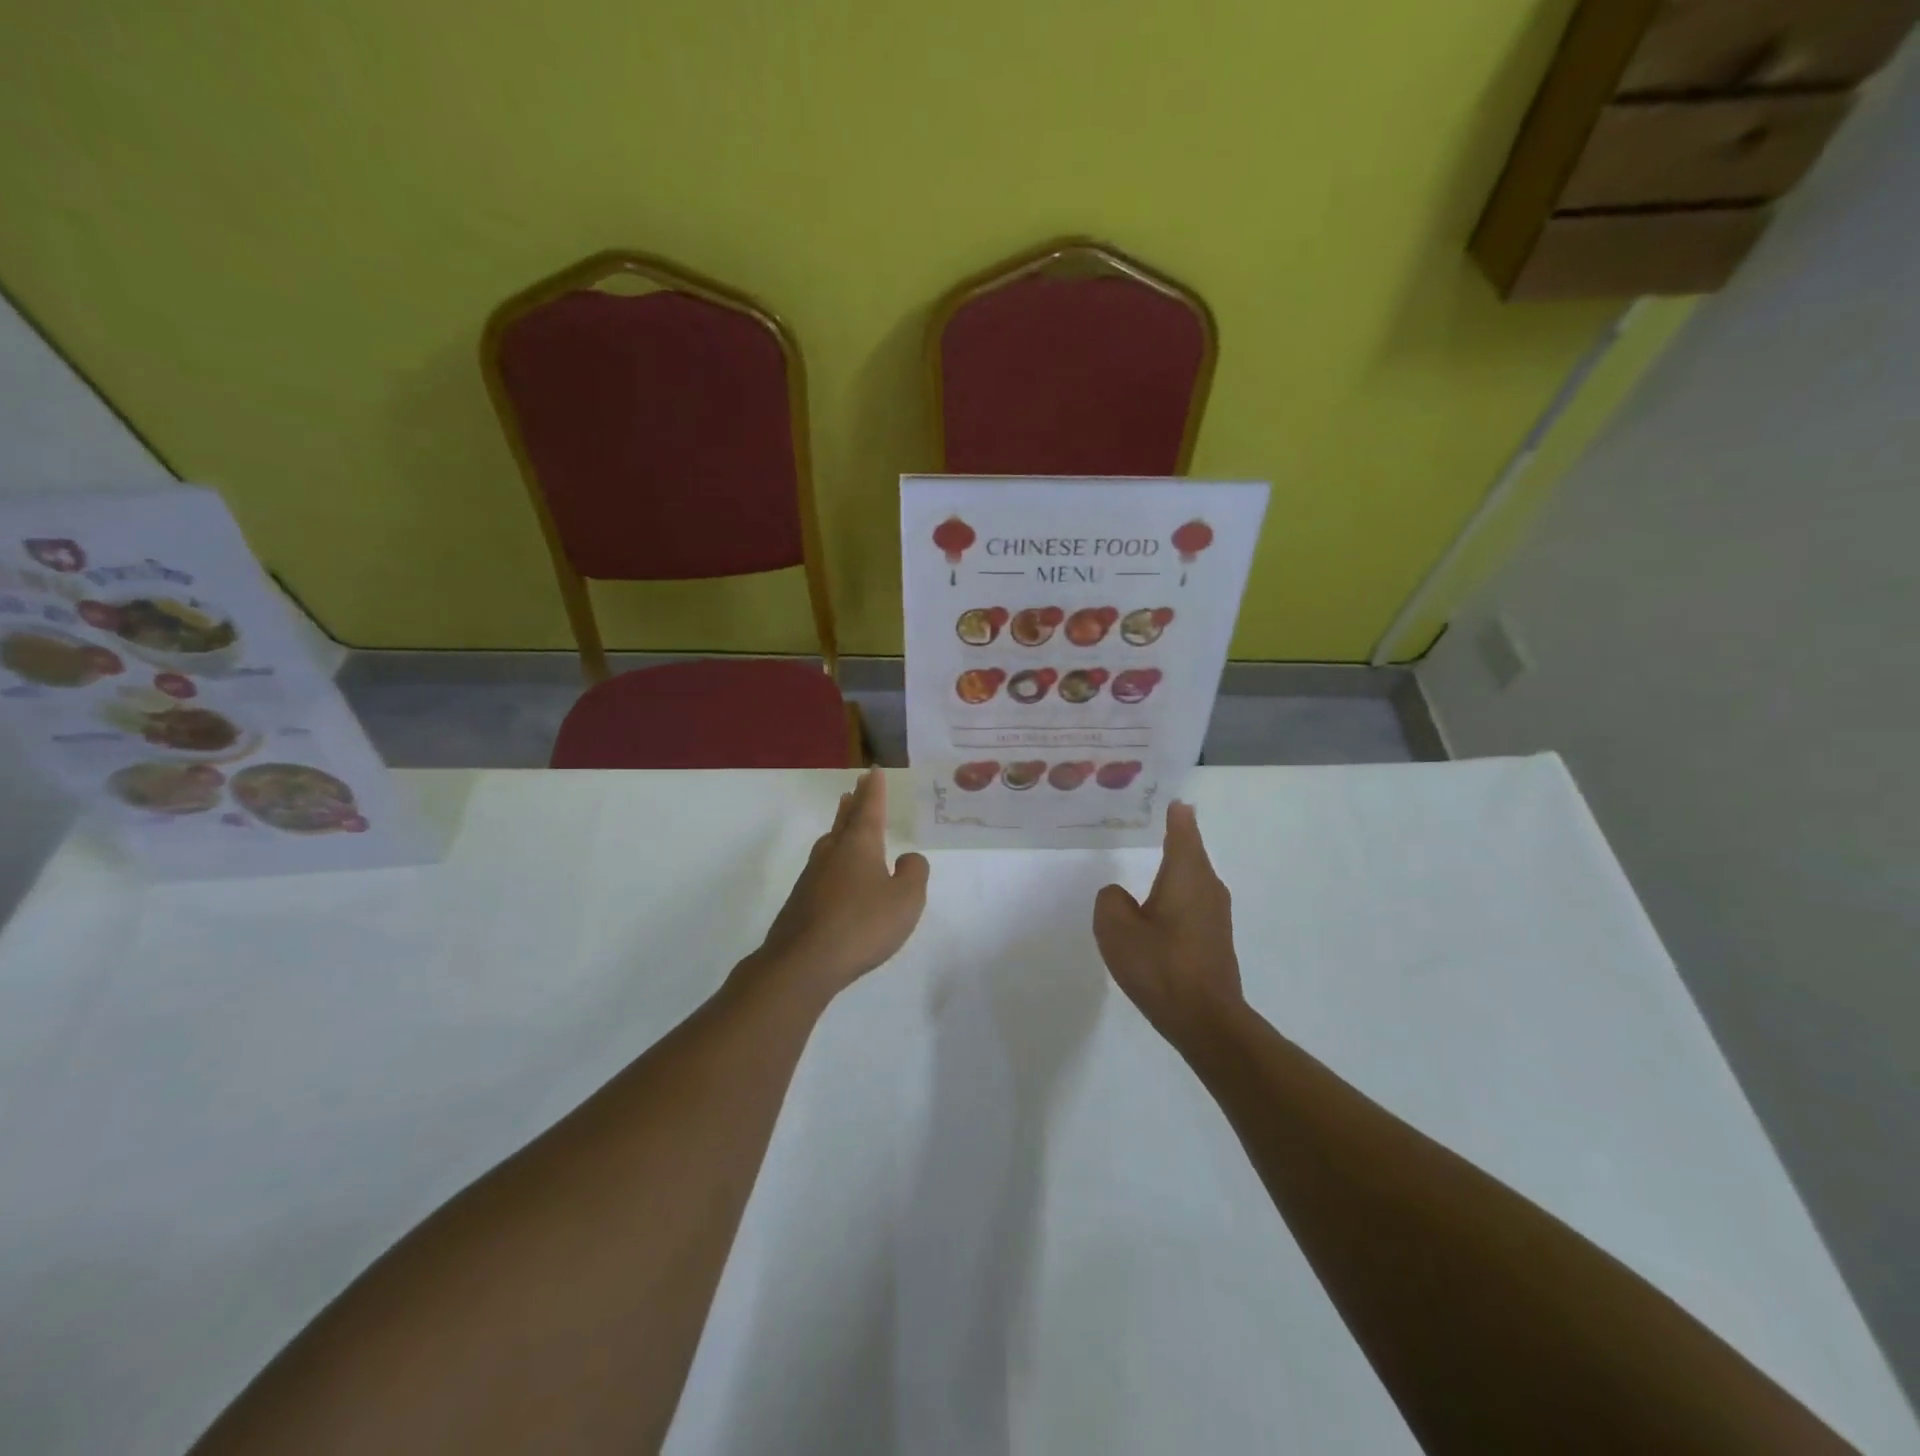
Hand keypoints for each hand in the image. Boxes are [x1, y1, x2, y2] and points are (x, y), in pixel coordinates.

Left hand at [752, 769, 929, 999]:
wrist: (803, 962)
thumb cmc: (862, 925)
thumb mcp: (906, 900)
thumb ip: (914, 873)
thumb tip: (907, 858)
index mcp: (860, 845)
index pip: (869, 809)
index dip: (874, 790)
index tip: (873, 771)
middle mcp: (833, 853)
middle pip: (845, 820)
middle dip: (854, 803)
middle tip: (856, 787)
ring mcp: (812, 876)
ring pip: (830, 842)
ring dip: (840, 827)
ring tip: (845, 821)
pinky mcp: (802, 901)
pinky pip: (823, 868)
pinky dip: (834, 858)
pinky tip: (837, 873)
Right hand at [1093, 801, 1243, 1044]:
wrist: (1205, 1020)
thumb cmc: (1160, 966)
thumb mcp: (1116, 929)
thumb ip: (1110, 901)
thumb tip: (1119, 895)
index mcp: (1186, 875)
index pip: (1183, 831)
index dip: (1176, 814)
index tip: (1172, 798)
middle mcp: (1208, 887)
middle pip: (1191, 852)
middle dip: (1176, 836)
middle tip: (1155, 822)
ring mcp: (1216, 914)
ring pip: (1193, 879)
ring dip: (1177, 868)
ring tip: (1153, 859)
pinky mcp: (1215, 938)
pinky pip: (1194, 902)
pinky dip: (1178, 894)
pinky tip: (1160, 906)